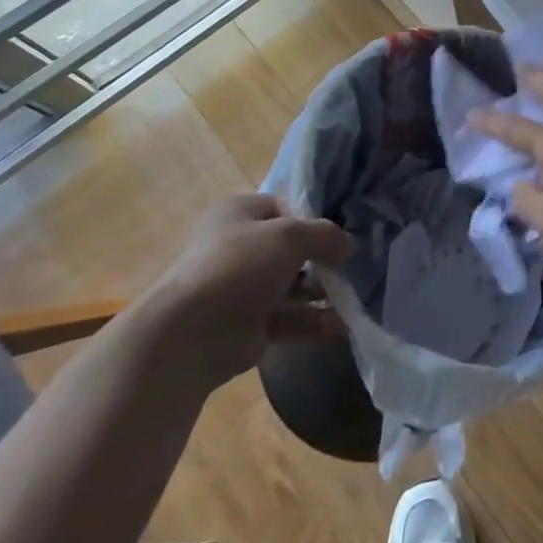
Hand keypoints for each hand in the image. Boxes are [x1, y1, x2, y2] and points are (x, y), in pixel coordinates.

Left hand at [132, 194, 352, 387]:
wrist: (190, 335)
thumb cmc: (240, 266)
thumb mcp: (290, 235)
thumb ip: (325, 235)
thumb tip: (348, 245)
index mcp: (238, 214)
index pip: (283, 207)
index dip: (311, 219)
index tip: (335, 235)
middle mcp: (237, 248)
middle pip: (289, 249)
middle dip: (320, 259)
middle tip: (347, 267)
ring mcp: (241, 290)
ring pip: (291, 286)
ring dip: (321, 292)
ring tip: (352, 298)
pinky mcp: (246, 328)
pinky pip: (287, 319)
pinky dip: (313, 322)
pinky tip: (342, 326)